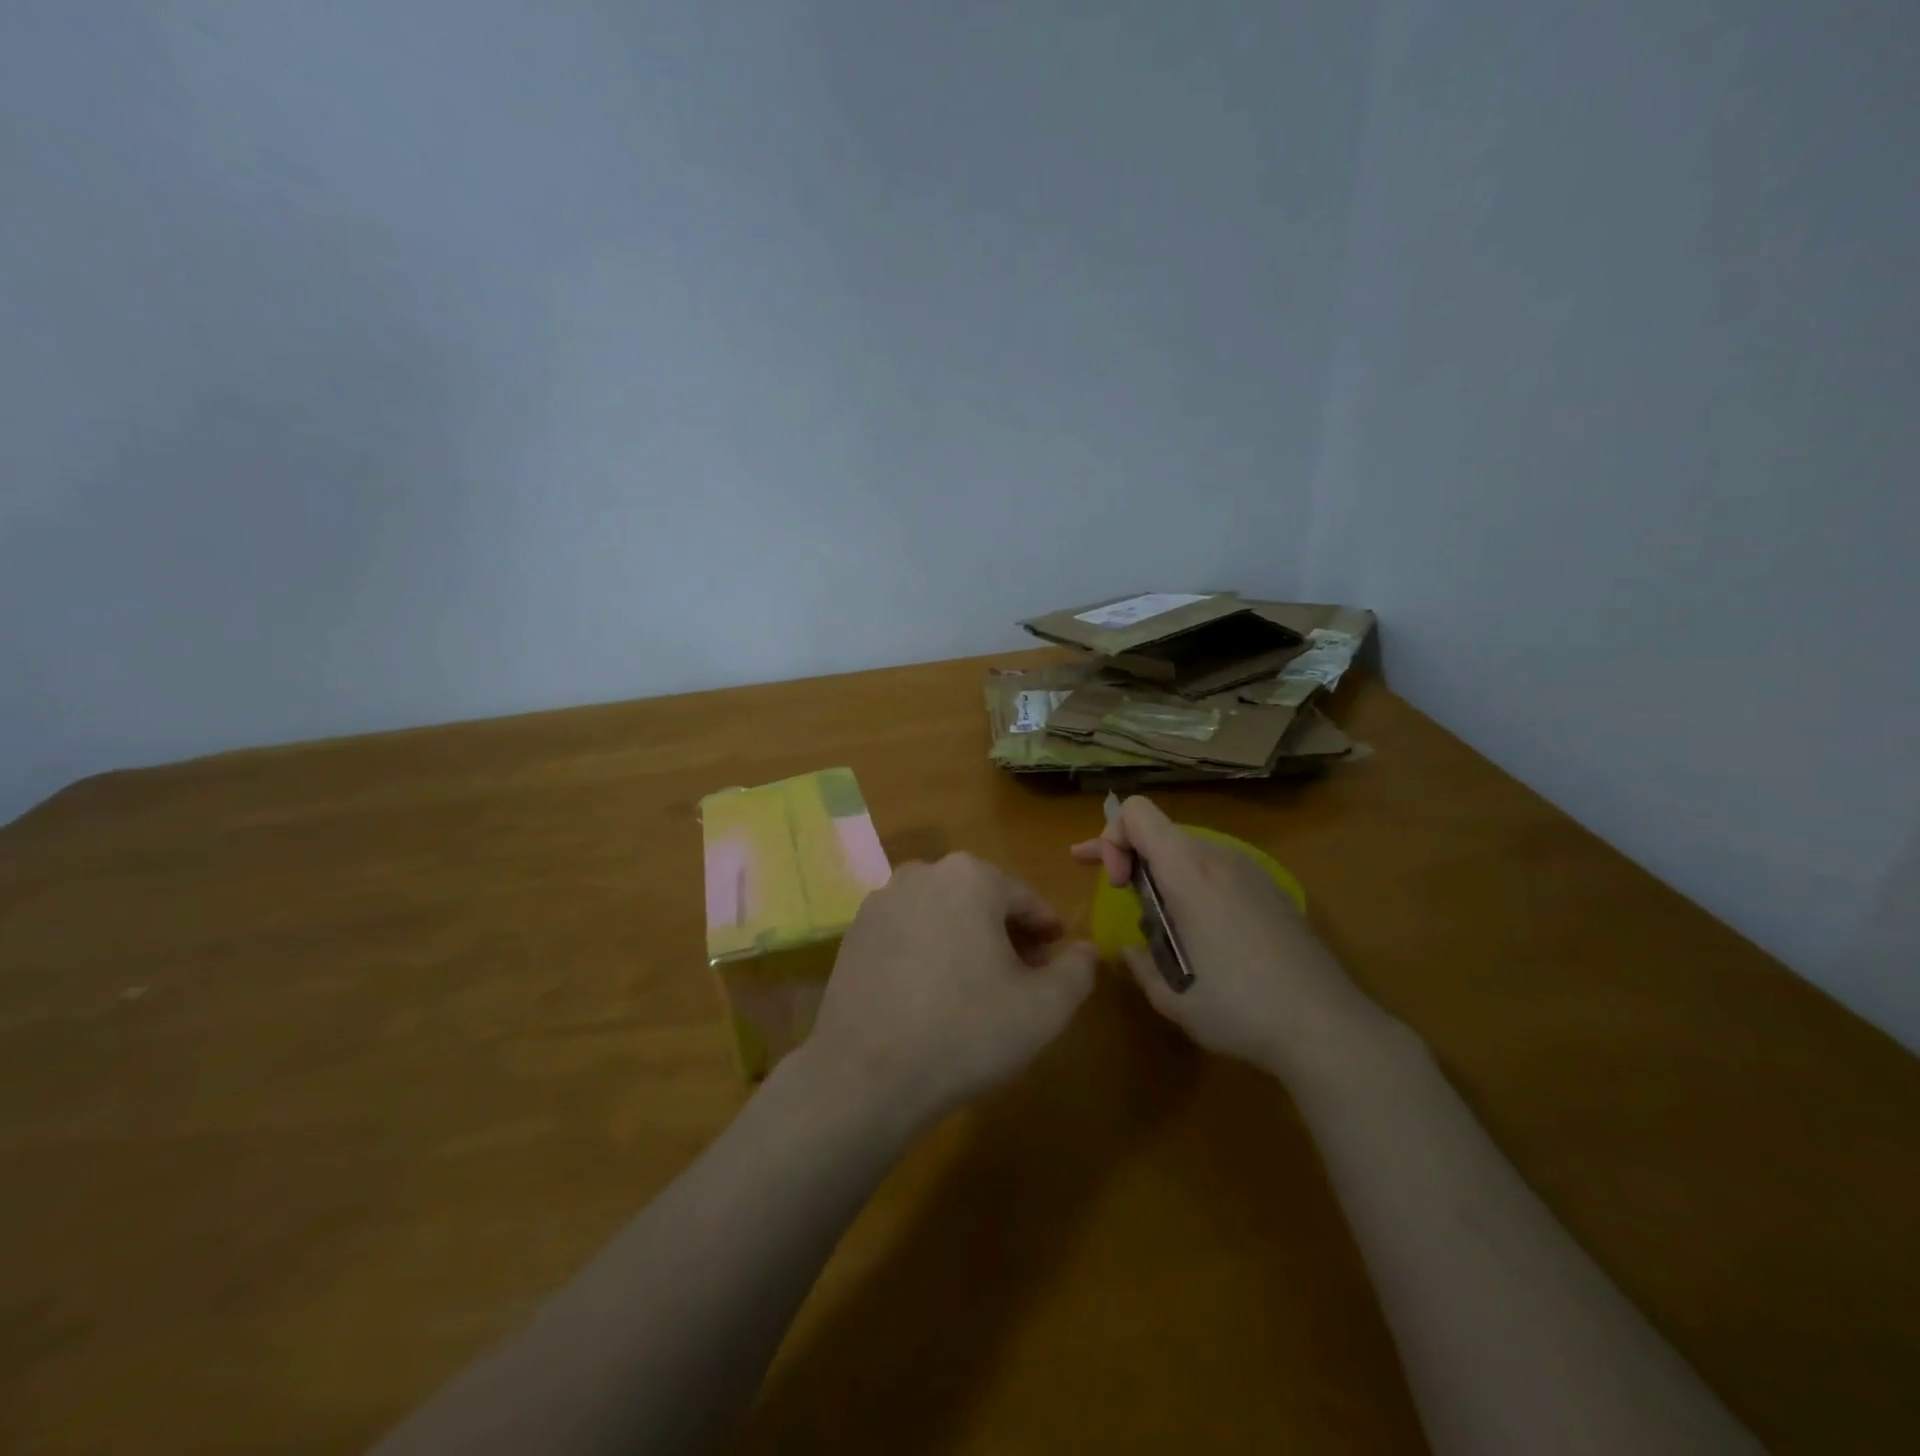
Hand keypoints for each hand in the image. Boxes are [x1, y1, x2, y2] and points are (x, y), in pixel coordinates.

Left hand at [806, 853, 1096, 1126]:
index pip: (1025, 899)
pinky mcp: (854, 931)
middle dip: (1005, 933)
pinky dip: (927, 950)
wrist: (867, 1074)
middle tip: (1020, 977)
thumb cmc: (966, 1031)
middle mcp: (923, 872)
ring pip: (942, 913)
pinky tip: (930, 993)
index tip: (1055, 958)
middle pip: (981, 900)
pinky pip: (907, 932)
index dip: (1046, 930)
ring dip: (965, 939)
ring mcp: (882, 901)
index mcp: (971, 876)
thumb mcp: (1044, 1008)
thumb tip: (1086, 950)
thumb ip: (1077, 970)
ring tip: (976, 987)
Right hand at [1071, 796, 1381, 1076]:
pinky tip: (1201, 926)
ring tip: (1157, 916)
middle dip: (1129, 853)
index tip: (1117, 884)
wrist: (1327, 1028)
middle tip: (1114, 887)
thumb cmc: (1240, 1010)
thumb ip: (1140, 964)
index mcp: (1190, 874)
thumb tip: (1130, 949)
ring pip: (1190, 849)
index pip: (1138, 813)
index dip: (1113, 838)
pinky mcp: (1272, 890)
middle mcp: (1221, 859)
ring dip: (1162, 870)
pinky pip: (1219, 868)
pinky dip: (1193, 882)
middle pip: (1162, 830)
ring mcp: (1251, 872)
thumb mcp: (1172, 997)